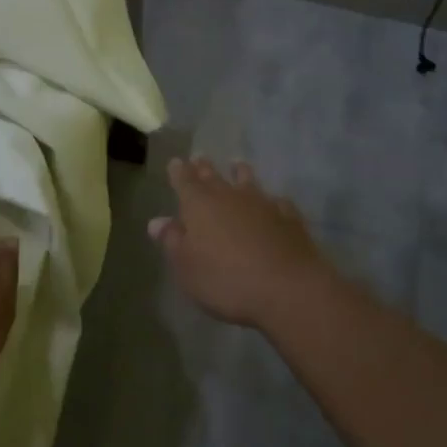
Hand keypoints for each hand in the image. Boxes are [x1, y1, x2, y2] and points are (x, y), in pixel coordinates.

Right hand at [148, 157, 338, 329]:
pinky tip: (275, 202)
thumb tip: (157, 221)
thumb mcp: (187, 268)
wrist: (289, 288)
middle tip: (200, 158)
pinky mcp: (289, 218)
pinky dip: (273, 201)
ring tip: (237, 165)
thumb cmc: (226, 280)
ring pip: (248, 182)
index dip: (178, 172)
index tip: (176, 162)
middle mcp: (230, 197)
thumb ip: (172, 241)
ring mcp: (263, 204)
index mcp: (199, 205)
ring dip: (240, 173)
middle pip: (214, 177)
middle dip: (204, 168)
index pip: (184, 181)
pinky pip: (278, 202)